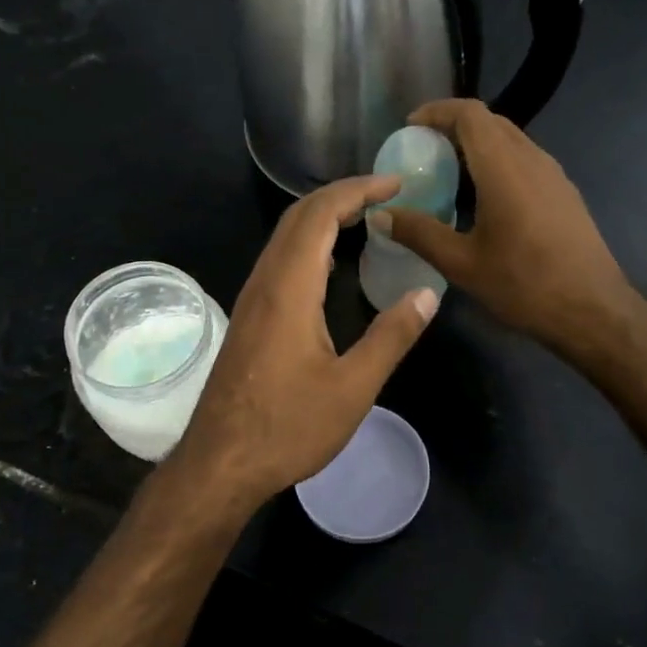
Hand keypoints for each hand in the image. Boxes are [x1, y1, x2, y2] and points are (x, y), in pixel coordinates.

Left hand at [175, 175, 437, 506]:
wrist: (220, 463)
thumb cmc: (287, 428)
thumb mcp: (352, 388)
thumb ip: (391, 337)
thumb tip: (427, 294)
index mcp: (289, 289)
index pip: (320, 214)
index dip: (358, 189)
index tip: (396, 183)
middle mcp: (264, 283)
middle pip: (298, 217)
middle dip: (342, 195)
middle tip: (387, 195)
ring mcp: (251, 300)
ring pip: (285, 238)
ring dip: (323, 218)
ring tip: (367, 220)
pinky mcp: (249, 318)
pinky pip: (279, 262)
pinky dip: (310, 245)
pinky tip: (332, 267)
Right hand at [382, 98, 635, 362]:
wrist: (593, 310)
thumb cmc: (524, 285)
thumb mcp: (462, 263)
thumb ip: (419, 233)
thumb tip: (380, 214)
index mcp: (504, 168)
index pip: (470, 114)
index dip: (438, 111)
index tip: (410, 126)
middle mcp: (532, 160)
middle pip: (491, 122)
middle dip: (454, 126)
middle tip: (423, 150)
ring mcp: (554, 175)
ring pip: (511, 140)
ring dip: (477, 144)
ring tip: (448, 172)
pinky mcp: (564, 193)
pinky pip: (525, 160)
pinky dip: (497, 162)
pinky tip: (483, 198)